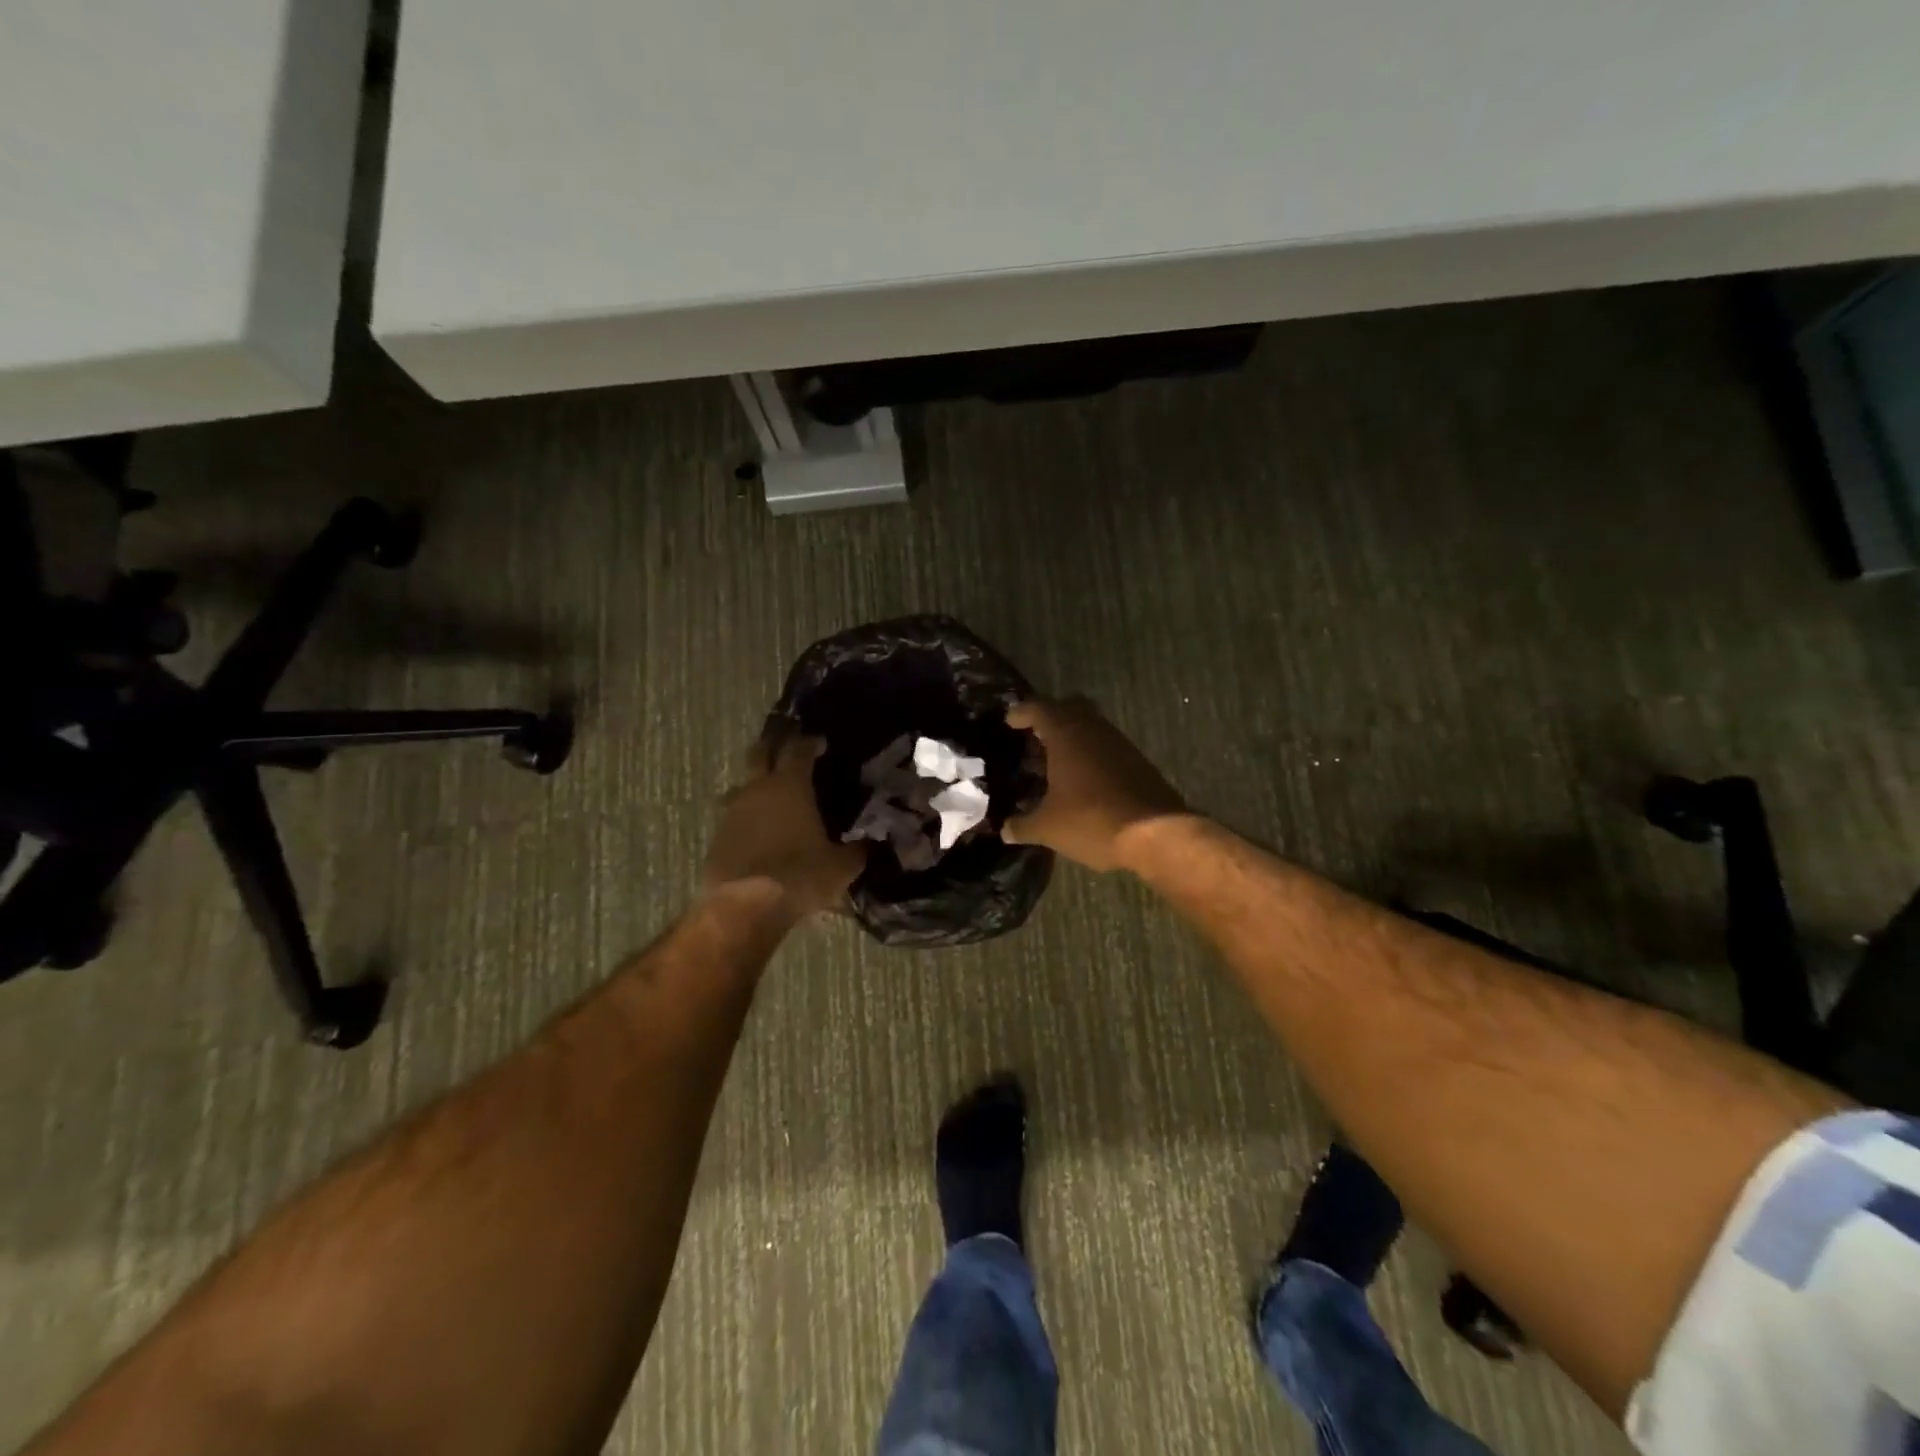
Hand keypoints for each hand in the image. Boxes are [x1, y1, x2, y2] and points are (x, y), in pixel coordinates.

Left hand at [703, 735, 863, 915]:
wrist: (744, 907)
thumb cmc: (800, 875)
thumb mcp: (840, 867)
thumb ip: (856, 851)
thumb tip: (868, 845)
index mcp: (790, 785)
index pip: (798, 749)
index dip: (810, 742)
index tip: (820, 744)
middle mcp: (757, 789)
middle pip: (759, 753)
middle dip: (774, 747)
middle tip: (788, 752)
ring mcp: (732, 813)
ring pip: (741, 786)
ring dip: (755, 786)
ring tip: (770, 798)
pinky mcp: (717, 838)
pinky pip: (733, 818)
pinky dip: (746, 819)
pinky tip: (758, 835)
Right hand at [1003, 698, 1186, 870]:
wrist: (1157, 834)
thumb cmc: (1092, 821)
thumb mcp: (1048, 828)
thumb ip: (1022, 825)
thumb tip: (1005, 829)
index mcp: (1066, 734)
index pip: (1038, 708)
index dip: (1021, 713)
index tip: (1009, 721)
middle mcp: (1093, 729)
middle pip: (1068, 708)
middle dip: (1049, 718)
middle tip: (1033, 736)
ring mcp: (1119, 743)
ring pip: (1090, 726)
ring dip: (1072, 737)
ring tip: (1053, 762)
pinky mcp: (1137, 761)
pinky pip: (1105, 746)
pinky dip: (1090, 754)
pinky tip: (1081, 780)